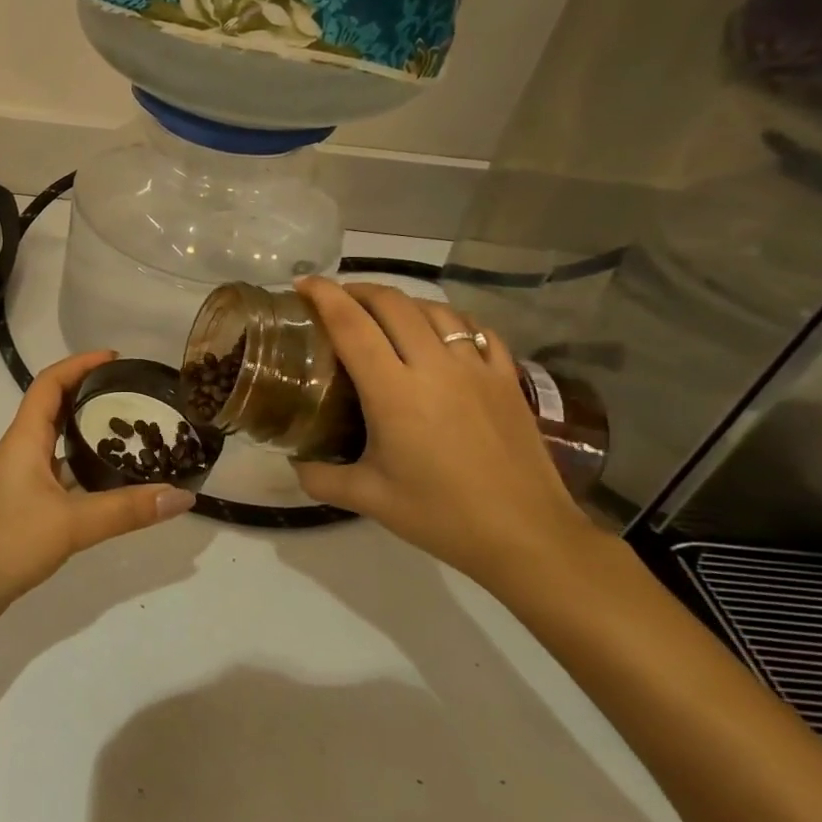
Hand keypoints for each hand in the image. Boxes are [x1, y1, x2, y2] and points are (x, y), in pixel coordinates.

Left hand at [0, 352, 196, 637]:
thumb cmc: (2, 543)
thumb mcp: (69, 524)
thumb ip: (126, 511)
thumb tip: (183, 495)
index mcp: (24, 440)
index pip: (49, 384)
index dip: (79, 364)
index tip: (115, 357)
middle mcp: (21, 453)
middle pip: (56, 410)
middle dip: (91, 396)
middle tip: (135, 397)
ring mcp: (20, 484)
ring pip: (59, 448)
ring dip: (89, 437)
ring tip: (135, 438)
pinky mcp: (22, 512)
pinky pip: (60, 481)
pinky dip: (85, 476)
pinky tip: (112, 489)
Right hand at [290, 279, 597, 588]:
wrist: (527, 537)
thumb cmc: (441, 516)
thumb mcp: (368, 499)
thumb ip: (320, 476)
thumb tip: (293, 462)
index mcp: (393, 392)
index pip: (351, 325)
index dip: (324, 296)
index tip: (303, 284)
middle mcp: (434, 366)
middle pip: (392, 303)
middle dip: (359, 290)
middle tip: (337, 299)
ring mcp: (476, 368)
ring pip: (435, 309)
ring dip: (402, 302)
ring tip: (384, 313)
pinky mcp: (508, 378)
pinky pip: (476, 330)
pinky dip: (450, 320)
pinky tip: (441, 332)